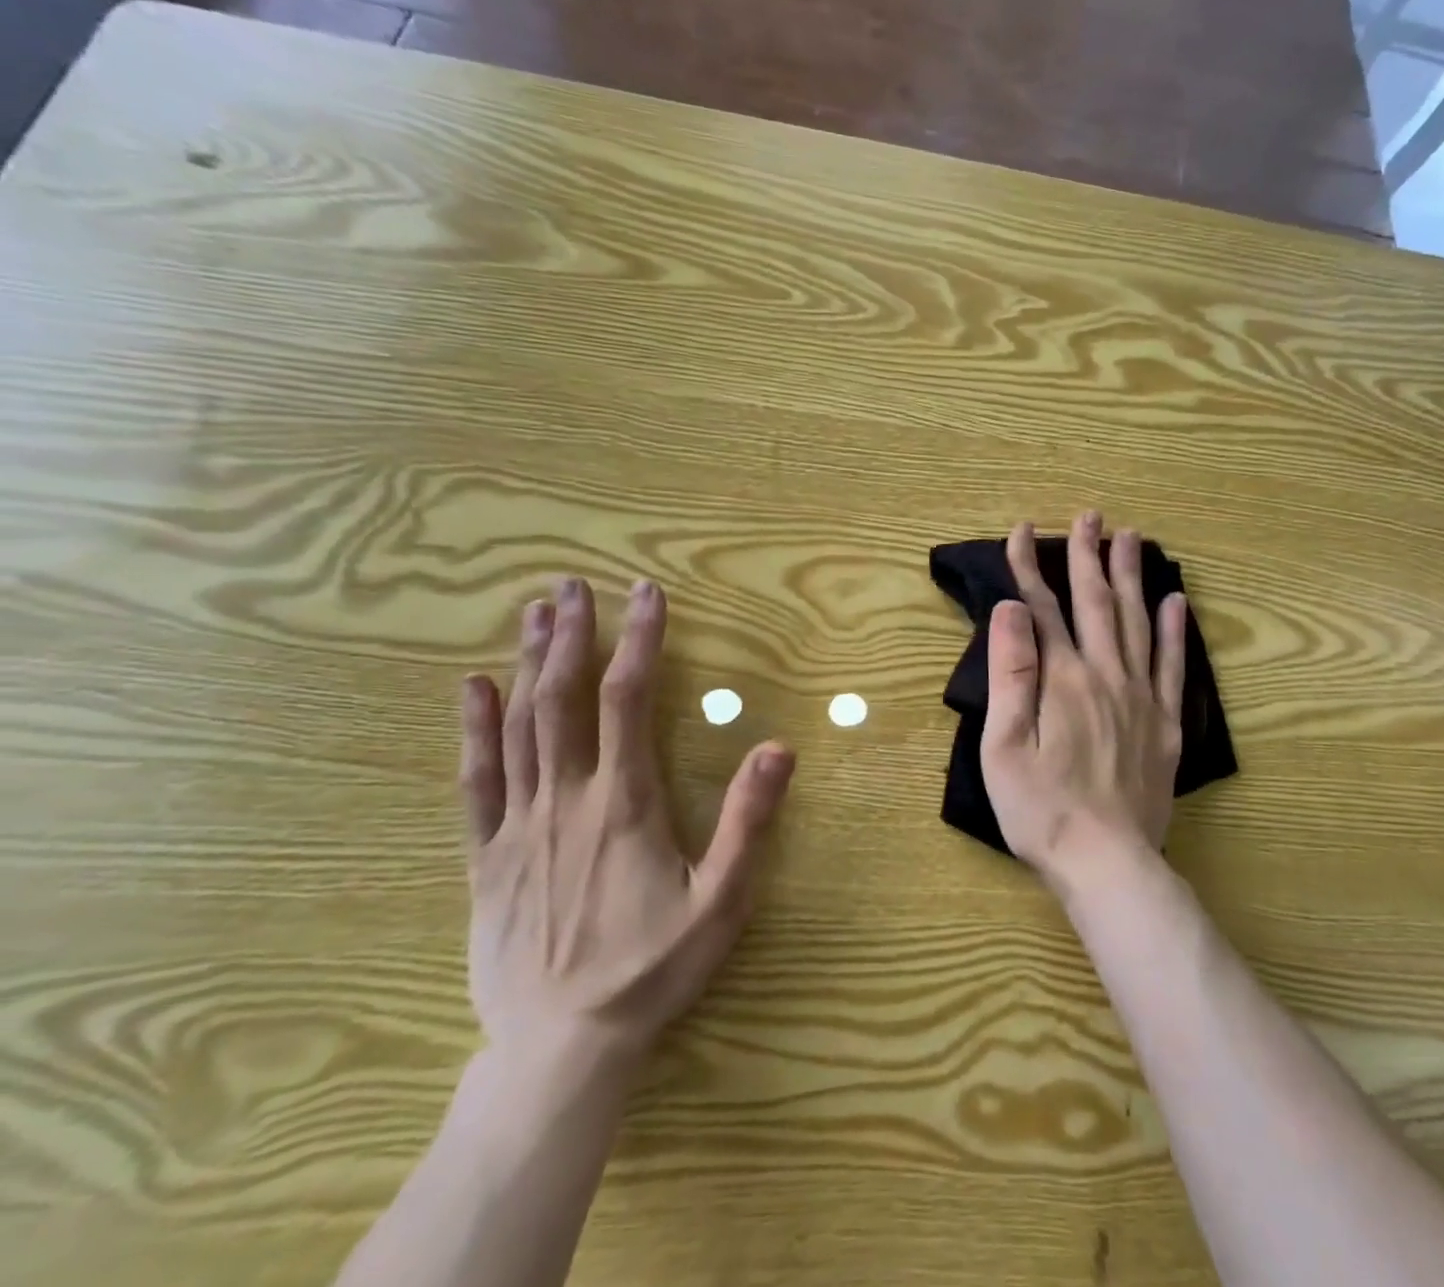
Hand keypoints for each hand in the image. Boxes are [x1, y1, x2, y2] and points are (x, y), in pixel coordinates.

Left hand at [457, 576, 793, 1074]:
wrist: (560, 1049)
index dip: (638, 641)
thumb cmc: (652, 970)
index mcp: (624, 803)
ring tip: (534, 613)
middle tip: (573, 585)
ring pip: (519, 727)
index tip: (644, 594)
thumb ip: (749, 821)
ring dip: (527, 665)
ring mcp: (518, 827)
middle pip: (563, 699)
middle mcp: (566, 799)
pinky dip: (474, 730)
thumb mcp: (722, 900)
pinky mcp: (487, 858)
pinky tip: (471, 689)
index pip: (627, 700)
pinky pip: (476, 783)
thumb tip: (779, 747)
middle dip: (570, 636)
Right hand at [980, 512, 1185, 889]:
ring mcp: (1141, 698)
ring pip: (1138, 623)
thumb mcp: (1004, 745)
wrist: (1107, 864)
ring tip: (1132, 538)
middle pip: (1096, 604)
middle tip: (1090, 516)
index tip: (1021, 531)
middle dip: (1088, 556)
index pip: (1041, 609)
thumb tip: (1011, 609)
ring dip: (1132, 577)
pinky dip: (1175, 631)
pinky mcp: (1165, 724)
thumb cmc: (1041, 810)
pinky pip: (1173, 667)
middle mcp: (1105, 676)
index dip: (1029, 567)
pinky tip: (1176, 602)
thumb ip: (1011, 673)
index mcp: (1062, 680)